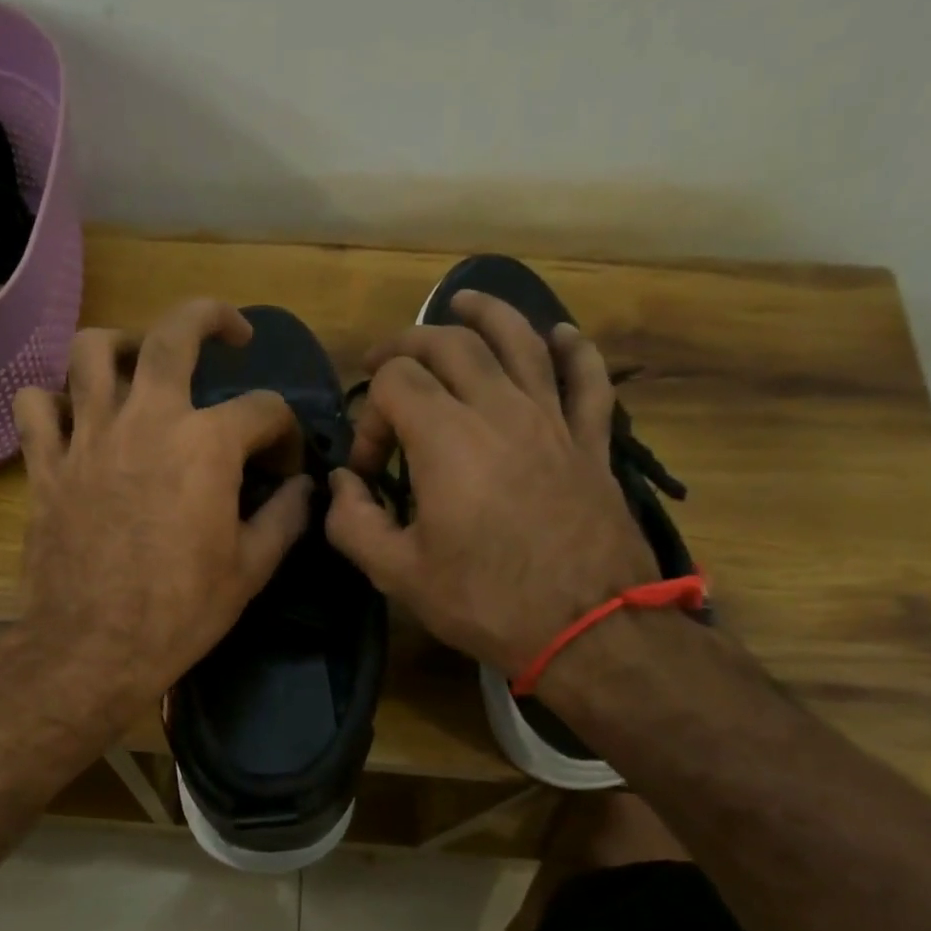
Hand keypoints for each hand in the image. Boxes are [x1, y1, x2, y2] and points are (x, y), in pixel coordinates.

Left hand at [11, 298, 312, 728]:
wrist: (94, 647)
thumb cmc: (181, 612)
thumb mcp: (251, 570)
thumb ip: (284, 517)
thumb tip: (304, 489)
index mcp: (207, 444)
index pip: (264, 409)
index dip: (285, 433)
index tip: (283, 468)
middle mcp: (147, 419)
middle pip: (174, 332)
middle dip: (211, 317)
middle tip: (228, 332)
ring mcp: (89, 436)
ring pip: (92, 350)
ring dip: (121, 347)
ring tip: (138, 366)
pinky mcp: (46, 464)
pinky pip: (36, 406)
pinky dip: (53, 402)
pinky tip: (73, 419)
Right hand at [325, 291, 656, 676]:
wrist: (589, 628)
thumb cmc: (486, 601)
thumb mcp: (398, 574)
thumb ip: (353, 522)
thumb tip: (339, 486)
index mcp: (446, 438)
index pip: (393, 385)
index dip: (367, 417)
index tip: (368, 472)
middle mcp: (499, 409)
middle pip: (450, 344)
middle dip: (407, 345)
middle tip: (384, 362)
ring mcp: (552, 419)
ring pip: (519, 340)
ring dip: (486, 313)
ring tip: (461, 301)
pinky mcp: (591, 440)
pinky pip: (587, 377)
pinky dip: (573, 348)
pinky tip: (558, 335)